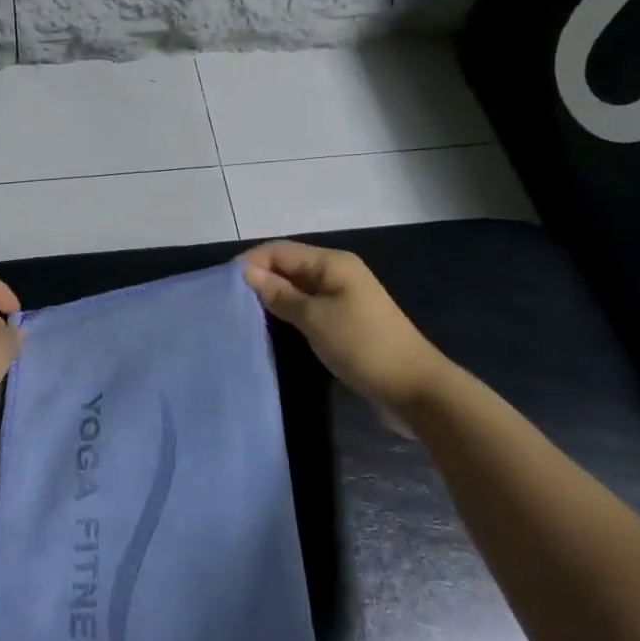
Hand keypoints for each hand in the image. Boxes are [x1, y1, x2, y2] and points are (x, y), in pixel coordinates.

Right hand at [240, 241, 448, 419]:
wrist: (415, 390)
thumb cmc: (363, 346)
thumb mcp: (315, 318)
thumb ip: (279, 294)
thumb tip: (246, 272)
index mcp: (332, 263)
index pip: (280, 251)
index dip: (251, 262)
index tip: (223, 285)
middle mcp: (337, 273)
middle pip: (288, 266)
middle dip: (259, 279)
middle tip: (230, 302)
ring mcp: (343, 298)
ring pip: (297, 288)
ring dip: (273, 297)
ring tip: (245, 314)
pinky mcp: (345, 321)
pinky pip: (308, 307)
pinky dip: (289, 312)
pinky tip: (273, 327)